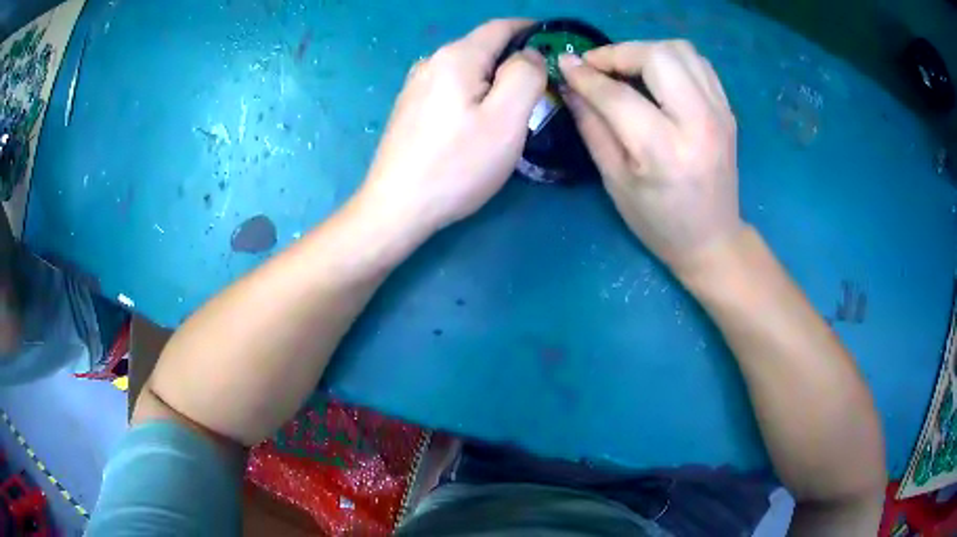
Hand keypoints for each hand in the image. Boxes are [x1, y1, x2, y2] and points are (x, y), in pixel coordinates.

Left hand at [359, 19, 546, 233]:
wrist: (397, 207)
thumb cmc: (457, 164)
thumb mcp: (506, 118)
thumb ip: (525, 75)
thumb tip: (529, 54)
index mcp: (456, 56)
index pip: (500, 26)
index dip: (531, 29)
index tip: (554, 43)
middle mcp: (431, 62)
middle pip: (482, 47)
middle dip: (514, 58)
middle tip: (541, 87)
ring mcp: (415, 85)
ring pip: (466, 68)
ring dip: (493, 78)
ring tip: (512, 106)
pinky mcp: (409, 108)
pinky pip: (450, 87)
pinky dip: (472, 92)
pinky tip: (476, 118)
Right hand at [558, 40, 742, 271]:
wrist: (713, 239)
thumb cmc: (659, 222)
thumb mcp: (615, 181)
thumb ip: (592, 127)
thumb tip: (571, 85)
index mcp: (665, 151)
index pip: (618, 95)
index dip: (586, 75)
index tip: (564, 63)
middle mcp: (699, 123)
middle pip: (657, 57)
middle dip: (619, 53)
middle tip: (598, 67)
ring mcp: (720, 113)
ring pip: (680, 50)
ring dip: (646, 50)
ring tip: (626, 68)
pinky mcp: (727, 110)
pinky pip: (698, 62)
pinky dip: (671, 58)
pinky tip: (656, 76)